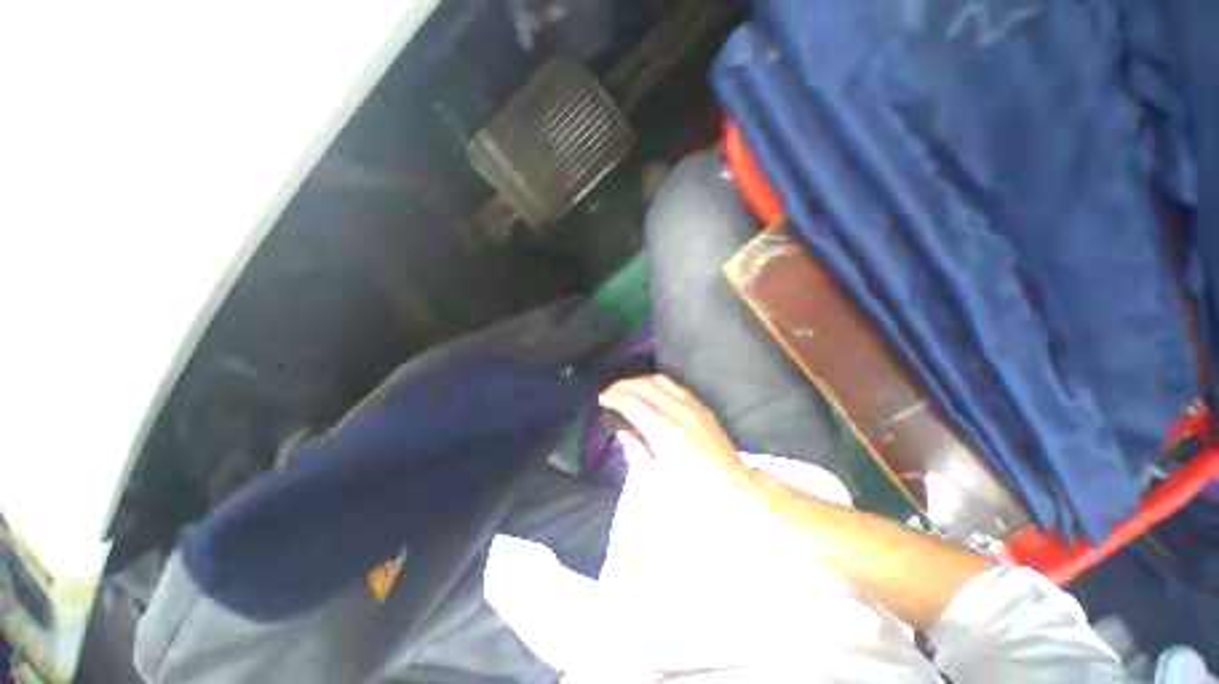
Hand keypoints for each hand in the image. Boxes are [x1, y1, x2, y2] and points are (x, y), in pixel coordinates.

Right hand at [598, 375, 748, 494]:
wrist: (735, 490)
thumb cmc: (694, 494)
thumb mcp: (659, 481)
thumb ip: (637, 453)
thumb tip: (623, 433)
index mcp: (666, 433)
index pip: (634, 403)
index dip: (615, 398)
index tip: (602, 399)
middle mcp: (679, 412)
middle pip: (645, 387)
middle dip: (623, 386)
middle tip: (609, 393)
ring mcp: (693, 406)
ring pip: (660, 381)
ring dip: (639, 381)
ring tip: (626, 389)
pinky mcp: (702, 406)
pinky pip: (675, 386)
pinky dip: (657, 384)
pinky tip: (650, 392)